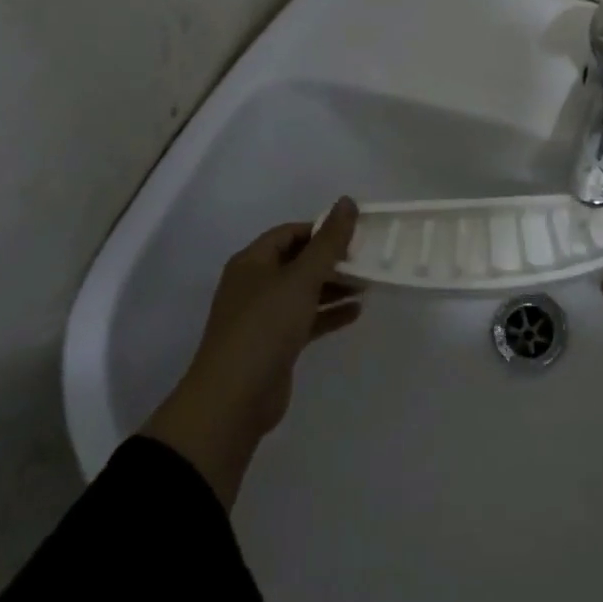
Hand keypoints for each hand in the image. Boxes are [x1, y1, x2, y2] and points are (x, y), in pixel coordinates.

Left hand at [141, 197, 362, 505]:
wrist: (233, 400)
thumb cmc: (265, 326)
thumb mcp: (302, 278)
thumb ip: (329, 241)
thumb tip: (347, 201)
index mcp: (252, 262)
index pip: (290, 233)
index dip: (321, 229)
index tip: (355, 233)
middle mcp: (255, 285)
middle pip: (298, 261)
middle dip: (332, 259)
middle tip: (367, 258)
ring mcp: (263, 316)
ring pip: (304, 291)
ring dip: (334, 286)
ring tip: (369, 284)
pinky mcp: (274, 344)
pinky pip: (306, 318)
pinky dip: (329, 313)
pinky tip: (356, 312)